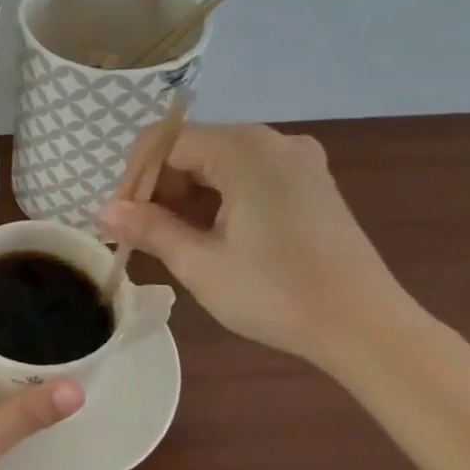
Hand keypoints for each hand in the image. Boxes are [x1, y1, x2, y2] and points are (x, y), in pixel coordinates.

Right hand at [99, 123, 404, 367]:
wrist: (366, 328)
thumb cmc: (276, 294)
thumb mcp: (200, 264)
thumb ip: (148, 228)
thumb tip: (102, 211)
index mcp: (244, 150)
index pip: (164, 142)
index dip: (134, 178)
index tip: (121, 221)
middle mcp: (272, 140)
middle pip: (191, 147)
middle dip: (159, 188)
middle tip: (144, 235)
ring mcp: (296, 159)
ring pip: (217, 161)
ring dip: (187, 195)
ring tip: (175, 241)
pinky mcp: (309, 181)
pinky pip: (246, 173)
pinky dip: (219, 197)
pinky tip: (212, 235)